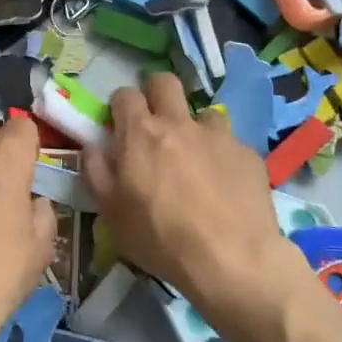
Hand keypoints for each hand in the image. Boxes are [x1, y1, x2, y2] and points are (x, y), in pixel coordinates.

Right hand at [82, 73, 291, 315]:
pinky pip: (230, 143)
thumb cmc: (160, 237)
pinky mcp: (248, 153)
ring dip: (194, 128)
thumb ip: (96, 171)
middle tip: (154, 124)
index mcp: (141, 133)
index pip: (125, 94)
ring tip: (195, 159)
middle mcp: (179, 123)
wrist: (232, 259)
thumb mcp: (111, 212)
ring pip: (203, 112)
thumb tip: (93, 146)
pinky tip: (223, 185)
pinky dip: (221, 156)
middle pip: (165, 82)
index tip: (120, 125)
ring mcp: (218, 135)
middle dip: (156, 94)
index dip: (120, 106)